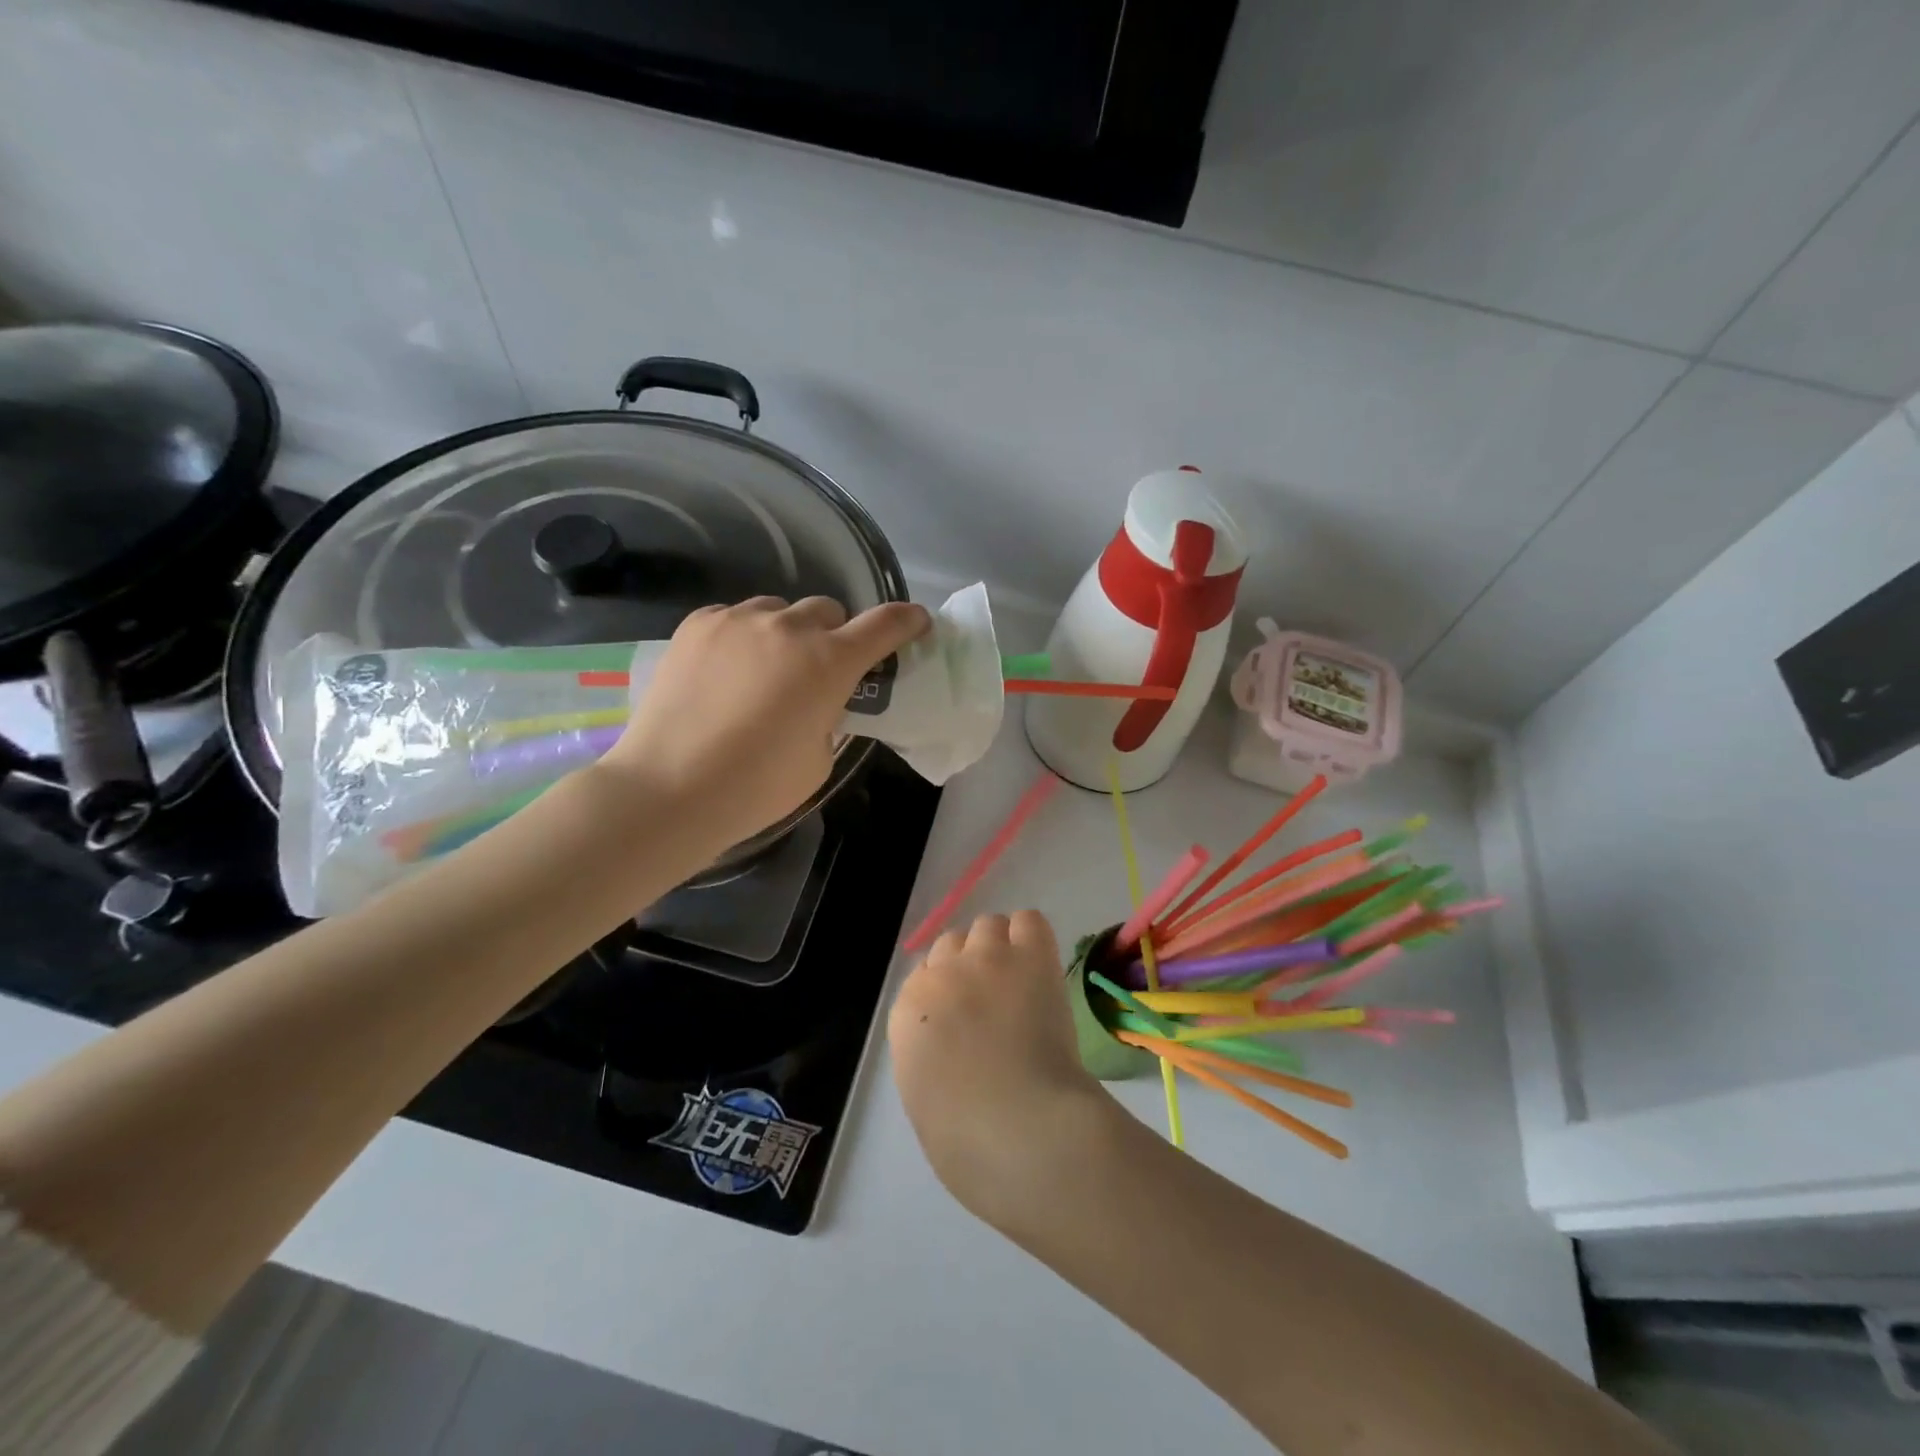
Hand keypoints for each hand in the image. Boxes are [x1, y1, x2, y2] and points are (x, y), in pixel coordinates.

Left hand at [605, 595, 929, 851]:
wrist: (668, 789)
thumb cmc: (756, 787)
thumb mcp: (819, 758)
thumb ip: (830, 715)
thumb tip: (818, 700)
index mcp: (829, 663)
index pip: (884, 625)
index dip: (907, 621)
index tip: (916, 623)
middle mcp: (787, 628)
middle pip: (828, 610)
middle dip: (833, 636)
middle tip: (819, 670)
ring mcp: (737, 620)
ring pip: (778, 610)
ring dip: (786, 634)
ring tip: (765, 671)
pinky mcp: (697, 625)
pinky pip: (735, 618)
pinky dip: (744, 637)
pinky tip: (726, 672)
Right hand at [888, 911, 1116, 1229]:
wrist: (1017, 1127)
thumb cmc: (966, 1139)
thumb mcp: (925, 1098)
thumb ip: (931, 1057)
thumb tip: (953, 1050)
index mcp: (908, 1013)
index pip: (923, 978)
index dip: (946, 995)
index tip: (965, 1018)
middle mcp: (942, 973)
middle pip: (952, 943)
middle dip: (970, 965)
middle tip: (995, 1000)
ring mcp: (987, 958)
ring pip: (989, 925)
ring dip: (1001, 947)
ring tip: (1022, 981)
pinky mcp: (1031, 956)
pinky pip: (1029, 921)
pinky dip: (1032, 937)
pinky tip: (1041, 965)